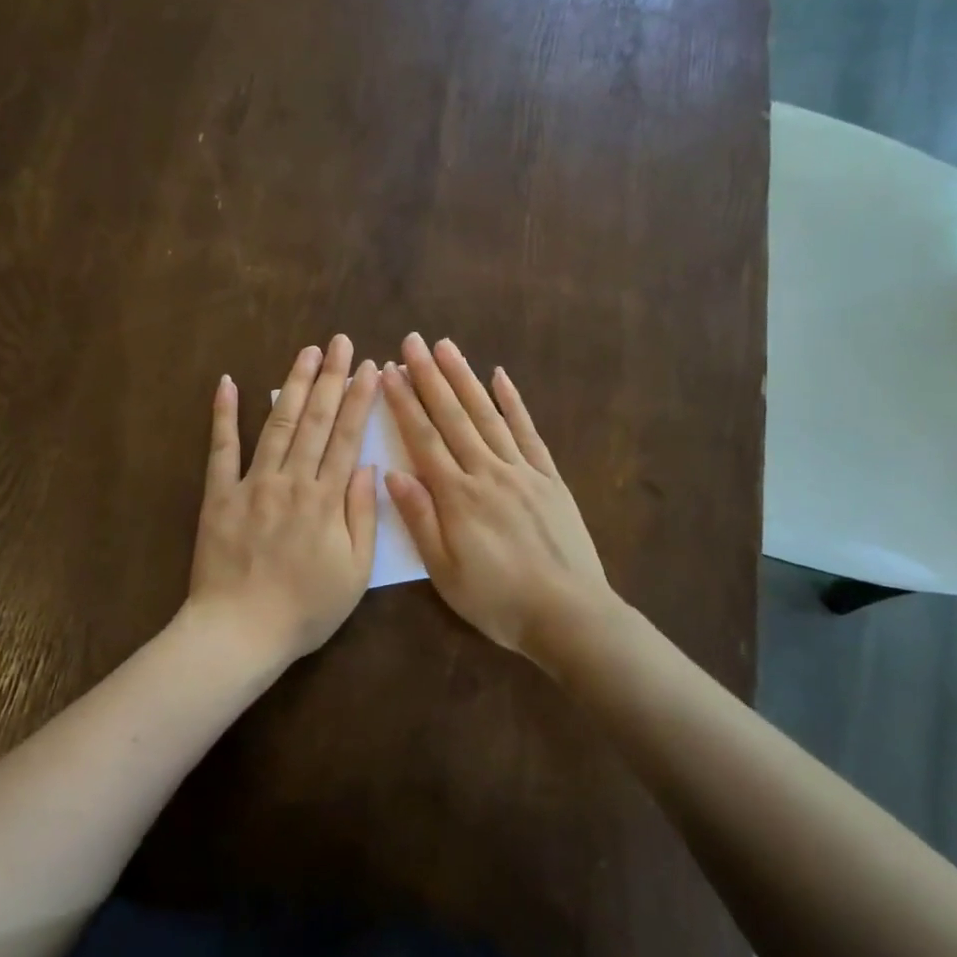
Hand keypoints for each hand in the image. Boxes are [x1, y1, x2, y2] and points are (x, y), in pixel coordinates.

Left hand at [187, 335, 379, 665]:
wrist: (239, 632)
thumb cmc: (305, 609)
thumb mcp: (354, 573)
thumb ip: (362, 516)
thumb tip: (367, 467)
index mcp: (326, 500)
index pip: (346, 437)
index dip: (359, 399)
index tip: (369, 367)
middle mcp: (291, 481)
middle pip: (314, 420)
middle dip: (330, 378)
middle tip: (340, 342)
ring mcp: (251, 483)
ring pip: (277, 424)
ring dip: (293, 385)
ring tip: (306, 352)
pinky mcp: (219, 494)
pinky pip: (221, 449)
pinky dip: (224, 415)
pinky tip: (228, 383)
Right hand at [381, 333, 616, 656]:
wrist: (569, 615)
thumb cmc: (498, 600)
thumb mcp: (445, 572)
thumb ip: (420, 520)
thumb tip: (392, 473)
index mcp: (457, 497)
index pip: (423, 439)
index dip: (404, 403)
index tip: (388, 372)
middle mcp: (487, 472)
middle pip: (453, 417)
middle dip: (430, 377)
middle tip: (412, 341)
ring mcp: (522, 471)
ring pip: (487, 415)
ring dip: (465, 378)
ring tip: (446, 347)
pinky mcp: (549, 477)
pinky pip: (528, 432)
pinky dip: (513, 402)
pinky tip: (500, 377)